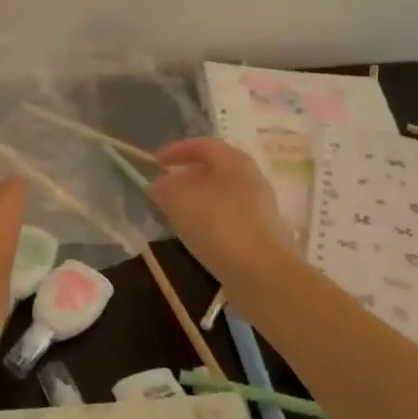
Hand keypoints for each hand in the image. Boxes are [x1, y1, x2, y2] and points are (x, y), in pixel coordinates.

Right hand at [148, 138, 296, 282]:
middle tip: (164, 190)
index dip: (177, 150)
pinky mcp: (262, 234)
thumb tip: (159, 185)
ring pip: (222, 196)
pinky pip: (229, 218)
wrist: (261, 273)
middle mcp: (252, 179)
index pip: (204, 145)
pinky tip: (196, 236)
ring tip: (175, 215)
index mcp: (235, 161)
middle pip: (215, 170)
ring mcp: (260, 208)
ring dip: (197, 201)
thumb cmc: (218, 225)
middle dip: (186, 177)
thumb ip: (164, 187)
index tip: (155, 162)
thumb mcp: (179, 200)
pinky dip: (209, 221)